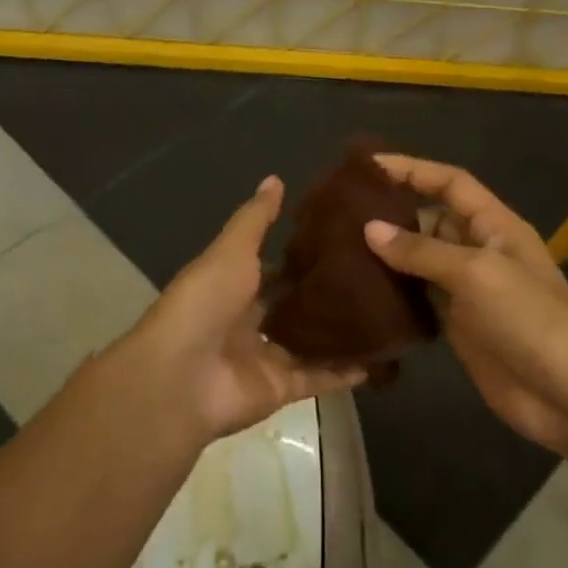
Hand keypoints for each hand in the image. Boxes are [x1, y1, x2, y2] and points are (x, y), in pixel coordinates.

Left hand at [122, 176, 365, 447]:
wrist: (181, 377)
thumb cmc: (204, 304)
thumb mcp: (231, 251)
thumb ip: (255, 220)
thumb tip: (275, 178)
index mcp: (231, 289)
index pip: (271, 271)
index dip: (300, 259)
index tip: (341, 243)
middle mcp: (248, 323)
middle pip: (292, 309)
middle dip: (325, 297)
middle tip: (374, 276)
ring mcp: (264, 359)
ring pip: (310, 345)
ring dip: (340, 334)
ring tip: (386, 313)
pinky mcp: (280, 389)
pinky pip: (319, 378)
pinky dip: (346, 372)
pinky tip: (381, 357)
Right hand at [366, 155, 567, 452]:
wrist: (565, 393)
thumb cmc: (528, 319)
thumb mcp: (476, 273)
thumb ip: (422, 250)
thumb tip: (370, 229)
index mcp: (495, 225)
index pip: (451, 183)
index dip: (413, 169)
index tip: (367, 166)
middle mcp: (481, 250)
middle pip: (432, 219)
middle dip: (392, 214)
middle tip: (339, 215)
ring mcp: (469, 290)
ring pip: (422, 260)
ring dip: (388, 255)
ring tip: (339, 249)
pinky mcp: (458, 325)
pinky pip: (421, 298)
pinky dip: (395, 293)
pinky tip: (361, 291)